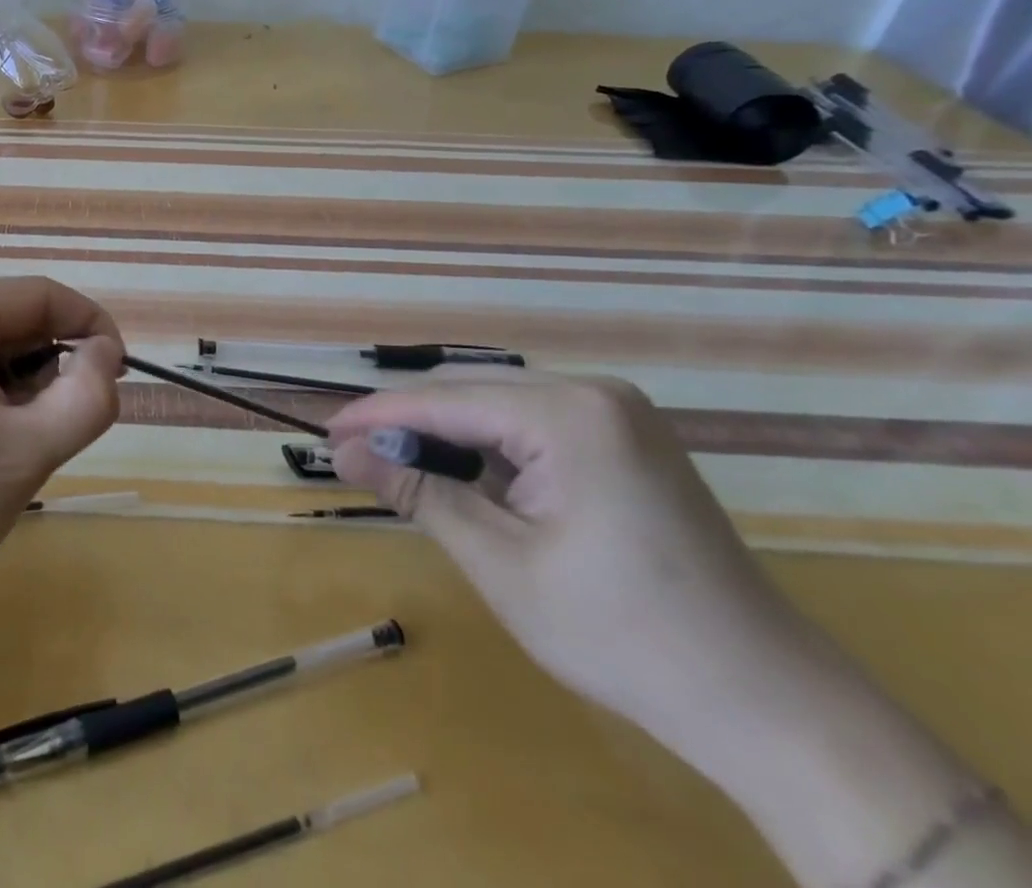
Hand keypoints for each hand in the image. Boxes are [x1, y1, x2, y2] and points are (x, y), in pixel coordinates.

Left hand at [0, 278, 124, 639]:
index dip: (91, 327)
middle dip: (50, 370)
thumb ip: (86, 398)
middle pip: (13, 323)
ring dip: (21, 392)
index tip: (120, 376)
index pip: (40, 296)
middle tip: (59, 433)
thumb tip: (106, 355)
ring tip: (11, 452)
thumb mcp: (25, 454)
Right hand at [326, 369, 824, 769]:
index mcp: (569, 413)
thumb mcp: (501, 562)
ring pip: (499, 404)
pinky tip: (468, 478)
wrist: (770, 705)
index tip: (325, 434)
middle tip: (354, 455)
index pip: (444, 399)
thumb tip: (345, 451)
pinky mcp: (628, 439)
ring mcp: (618, 413)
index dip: (377, 416)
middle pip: (471, 391)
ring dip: (448, 434)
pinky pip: (534, 424)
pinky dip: (490, 447)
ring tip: (399, 468)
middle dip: (409, 422)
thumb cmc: (624, 636)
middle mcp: (594, 392)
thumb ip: (418, 492)